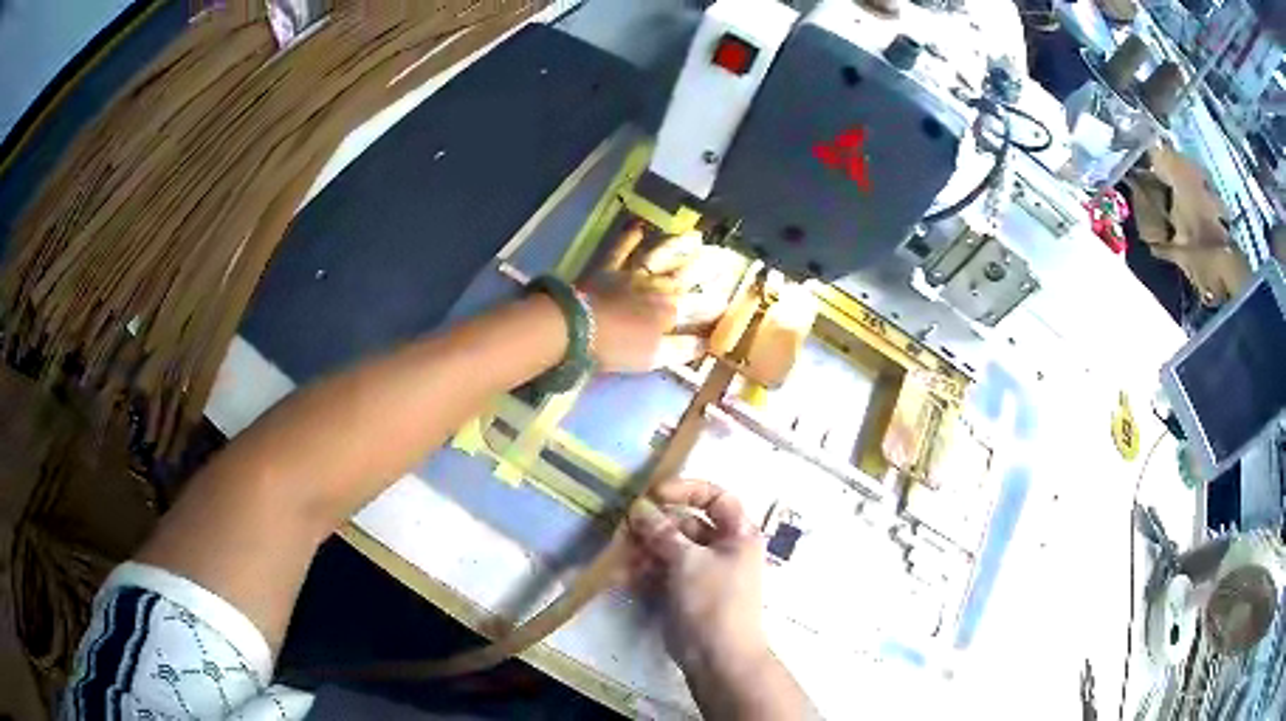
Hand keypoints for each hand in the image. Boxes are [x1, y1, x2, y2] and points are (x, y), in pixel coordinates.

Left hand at [585, 229, 738, 372]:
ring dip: (679, 244)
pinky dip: (630, 237)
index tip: (730, 300)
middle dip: (710, 265)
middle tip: (726, 255)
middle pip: (689, 272)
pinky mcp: (609, 268)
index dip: (717, 304)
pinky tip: (639, 226)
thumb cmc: (618, 347)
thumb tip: (707, 344)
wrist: (577, 327)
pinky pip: (621, 249)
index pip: (702, 306)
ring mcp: (633, 273)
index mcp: (672, 310)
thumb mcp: (655, 356)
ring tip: (696, 236)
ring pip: (662, 254)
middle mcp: (658, 286)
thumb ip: (683, 349)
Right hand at [625, 479, 768, 670]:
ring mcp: (701, 572)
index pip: (716, 497)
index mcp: (738, 534)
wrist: (718, 657)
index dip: (687, 490)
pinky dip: (642, 571)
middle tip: (624, 527)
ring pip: (668, 549)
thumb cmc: (713, 601)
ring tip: (620, 556)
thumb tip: (639, 508)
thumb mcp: (688, 561)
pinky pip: (661, 572)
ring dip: (643, 549)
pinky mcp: (684, 592)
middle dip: (654, 525)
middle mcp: (722, 548)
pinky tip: (620, 576)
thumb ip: (662, 532)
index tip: (654, 494)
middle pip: (686, 524)